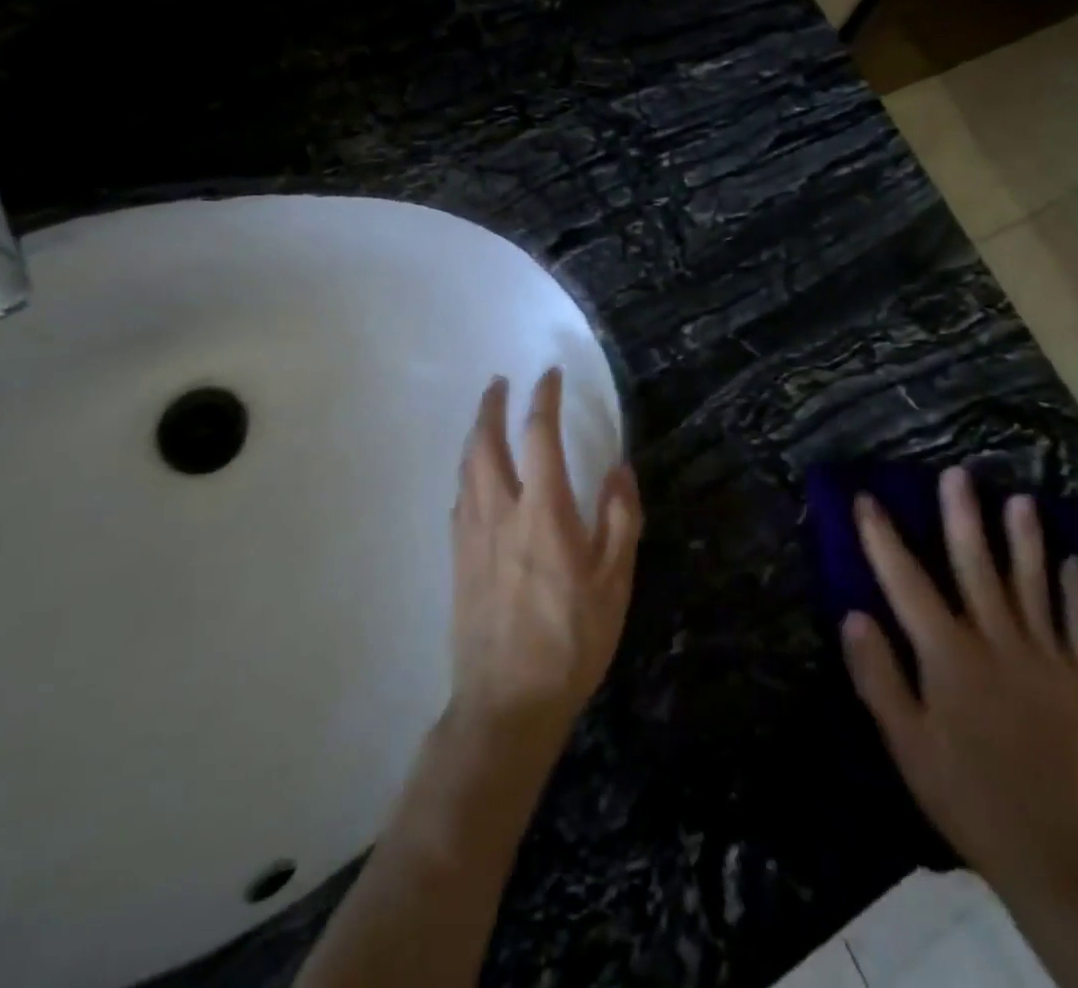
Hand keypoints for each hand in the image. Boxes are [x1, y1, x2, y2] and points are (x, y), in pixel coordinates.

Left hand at [450, 370, 641, 755]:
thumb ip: (619, 518)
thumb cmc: (571, 640)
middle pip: (486, 443)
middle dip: (491, 407)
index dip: (543, 399)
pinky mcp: (457, 560)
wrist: (507, 701)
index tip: (548, 375)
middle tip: (498, 383)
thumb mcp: (614, 582)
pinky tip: (471, 481)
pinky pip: (458, 501)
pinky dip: (466, 475)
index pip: (538, 436)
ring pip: (466, 469)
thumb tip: (620, 468)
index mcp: (542, 511)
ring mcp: (472, 535)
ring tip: (483, 419)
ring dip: (474, 435)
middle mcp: (500, 511)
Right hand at [841, 466, 1077, 900]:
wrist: (1047, 853)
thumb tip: (854, 614)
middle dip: (962, 517)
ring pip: (1032, 586)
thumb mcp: (904, 742)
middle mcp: (997, 644)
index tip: (867, 499)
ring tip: (1021, 500)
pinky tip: (1074, 564)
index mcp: (949, 657)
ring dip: (1025, 540)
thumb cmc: (962, 792)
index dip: (883, 538)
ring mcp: (1042, 660)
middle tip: (957, 473)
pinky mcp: (1075, 681)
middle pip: (976, 568)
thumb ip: (878, 675)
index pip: (907, 583)